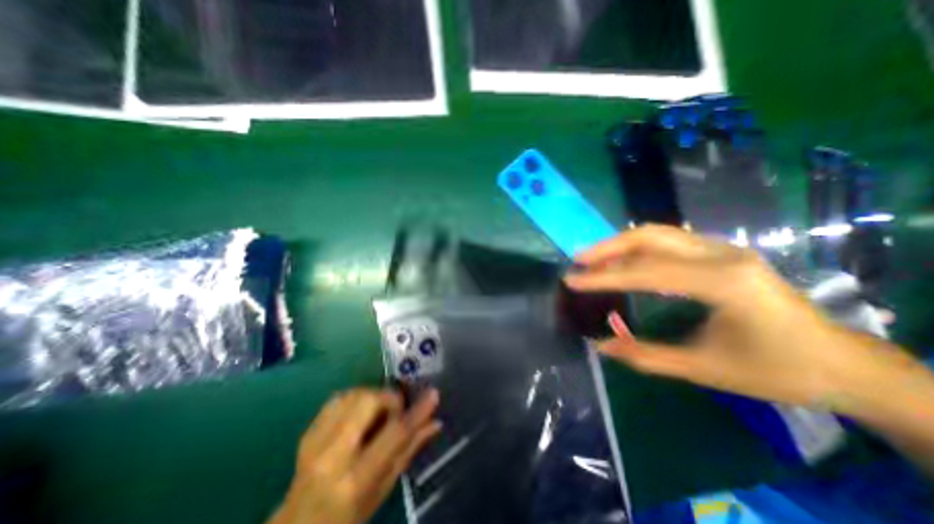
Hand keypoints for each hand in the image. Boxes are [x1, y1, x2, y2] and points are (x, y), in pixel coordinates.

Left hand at [269, 390, 439, 523]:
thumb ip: (409, 451)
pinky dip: (355, 399)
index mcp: (356, 479)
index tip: (434, 394)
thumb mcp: (383, 490)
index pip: (395, 433)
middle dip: (389, 399)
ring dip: (373, 397)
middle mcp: (333, 455)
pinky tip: (359, 414)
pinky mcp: (308, 431)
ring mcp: (315, 441)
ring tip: (377, 414)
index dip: (418, 411)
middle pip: (368, 401)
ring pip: (353, 394)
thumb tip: (436, 422)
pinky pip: (338, 398)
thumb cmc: (347, 518)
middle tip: (395, 411)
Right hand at [561, 223, 896, 403]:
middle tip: (578, 260)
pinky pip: (668, 241)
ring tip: (592, 259)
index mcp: (723, 283)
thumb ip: (645, 356)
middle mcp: (722, 255)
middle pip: (650, 237)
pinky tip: (622, 260)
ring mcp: (723, 248)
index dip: (603, 278)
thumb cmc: (776, 370)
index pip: (646, 273)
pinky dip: (637, 248)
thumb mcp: (703, 369)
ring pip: (658, 233)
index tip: (572, 280)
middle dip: (607, 247)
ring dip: (619, 244)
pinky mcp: (720, 252)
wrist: (841, 361)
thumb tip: (601, 345)